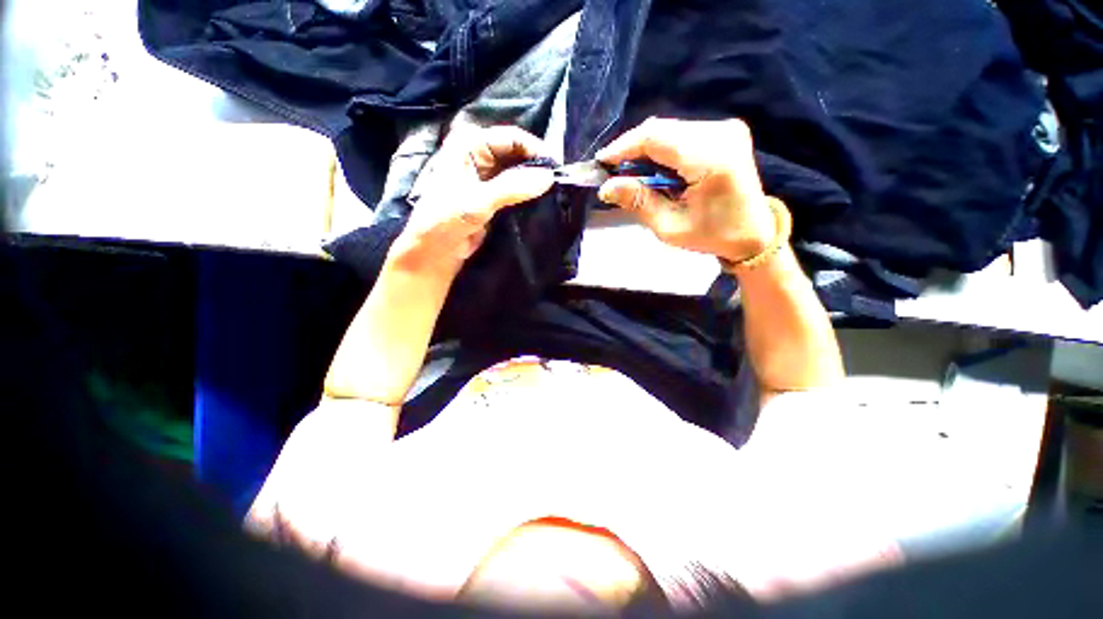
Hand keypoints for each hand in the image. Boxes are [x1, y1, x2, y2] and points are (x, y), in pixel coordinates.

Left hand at [388, 125, 554, 279]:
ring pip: (519, 172)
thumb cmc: (446, 221)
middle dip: (537, 167)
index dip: (535, 150)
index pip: (511, 138)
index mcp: (470, 145)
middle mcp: (480, 155)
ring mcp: (488, 177)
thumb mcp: (477, 202)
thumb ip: (511, 188)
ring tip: (555, 194)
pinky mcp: (494, 197)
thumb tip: (549, 177)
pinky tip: (542, 203)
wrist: (435, 251)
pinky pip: (517, 190)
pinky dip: (529, 195)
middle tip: (559, 184)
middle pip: (517, 153)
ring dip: (535, 182)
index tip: (556, 170)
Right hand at [596, 118, 777, 264]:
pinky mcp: (724, 131)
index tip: (601, 162)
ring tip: (632, 174)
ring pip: (669, 129)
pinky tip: (653, 169)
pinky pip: (681, 133)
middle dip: (631, 149)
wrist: (753, 232)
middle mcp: (720, 133)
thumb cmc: (712, 236)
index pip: (656, 138)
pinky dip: (661, 149)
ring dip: (645, 149)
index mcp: (710, 159)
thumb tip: (607, 187)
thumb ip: (639, 202)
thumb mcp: (670, 227)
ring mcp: (725, 129)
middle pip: (661, 129)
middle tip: (614, 173)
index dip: (623, 146)